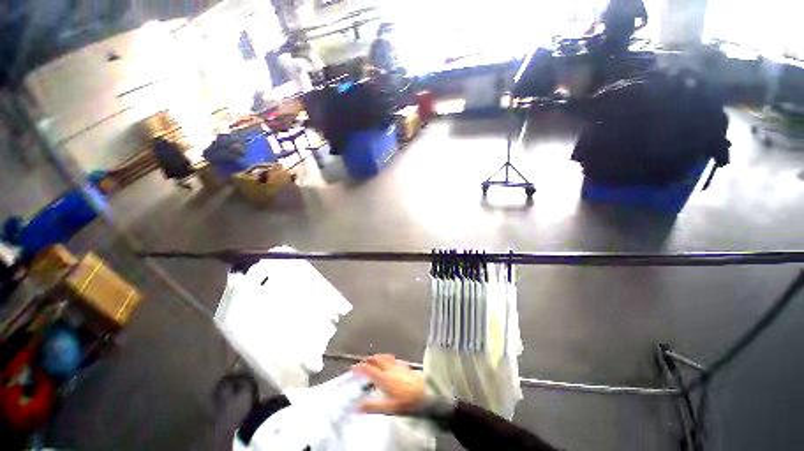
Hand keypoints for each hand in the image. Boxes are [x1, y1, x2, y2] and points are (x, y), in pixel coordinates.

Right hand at [352, 354, 424, 413]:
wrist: (423, 395)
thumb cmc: (406, 401)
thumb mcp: (387, 407)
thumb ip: (371, 406)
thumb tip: (357, 407)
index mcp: (383, 377)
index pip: (368, 369)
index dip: (359, 368)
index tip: (353, 369)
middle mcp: (390, 369)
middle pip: (376, 359)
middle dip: (367, 360)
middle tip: (362, 364)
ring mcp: (398, 366)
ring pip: (385, 357)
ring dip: (377, 357)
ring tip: (373, 360)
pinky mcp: (405, 367)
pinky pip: (394, 360)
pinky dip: (388, 360)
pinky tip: (390, 363)